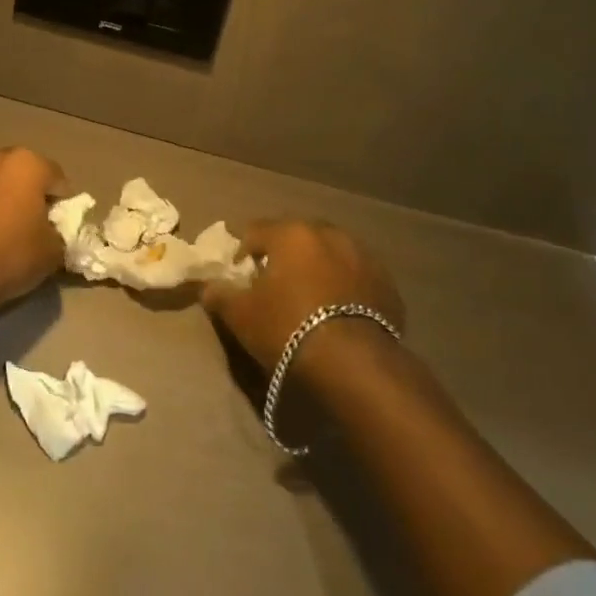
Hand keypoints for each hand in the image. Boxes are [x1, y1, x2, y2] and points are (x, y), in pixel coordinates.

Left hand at [0, 147, 66, 319]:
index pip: (56, 178)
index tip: (57, 226)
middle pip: (17, 171)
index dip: (61, 203)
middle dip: (24, 191)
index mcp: (26, 163)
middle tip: (27, 223)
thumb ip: (58, 232)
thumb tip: (50, 230)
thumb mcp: (54, 252)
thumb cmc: (10, 257)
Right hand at [202, 219, 405, 368]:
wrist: (354, 364)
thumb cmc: (287, 328)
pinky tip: (337, 311)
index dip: (241, 251)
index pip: (255, 231)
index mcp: (291, 233)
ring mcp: (363, 256)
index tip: (238, 275)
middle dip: (283, 254)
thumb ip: (219, 295)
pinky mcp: (387, 283)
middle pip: (296, 237)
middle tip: (273, 283)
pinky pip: (355, 276)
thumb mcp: (241, 315)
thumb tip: (208, 287)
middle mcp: (329, 234)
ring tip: (309, 297)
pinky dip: (343, 286)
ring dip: (317, 267)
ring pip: (330, 253)